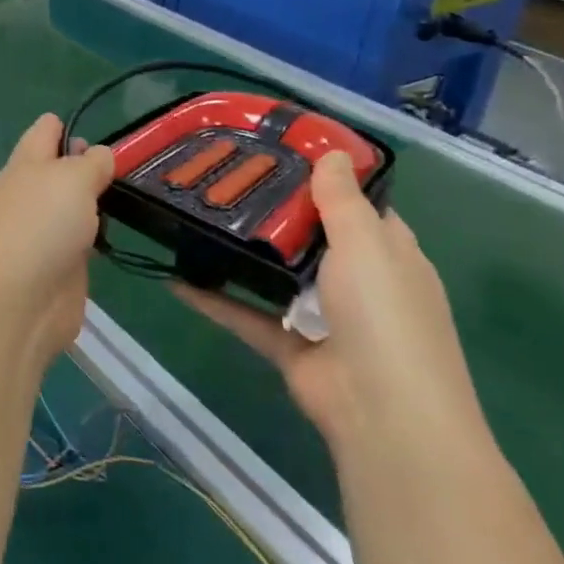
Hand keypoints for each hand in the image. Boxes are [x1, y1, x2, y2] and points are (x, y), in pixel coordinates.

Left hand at [0, 114, 116, 372]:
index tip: (105, 133)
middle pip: (60, 169)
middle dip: (89, 165)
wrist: (15, 302)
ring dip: (95, 203)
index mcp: (27, 163)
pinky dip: (97, 237)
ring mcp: (42, 232)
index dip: (69, 126)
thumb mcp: (72, 179)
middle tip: (134, 166)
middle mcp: (31, 193)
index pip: (45, 131)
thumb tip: (99, 155)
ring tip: (136, 195)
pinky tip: (121, 235)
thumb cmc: (40, 225)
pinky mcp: (58, 268)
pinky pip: (81, 242)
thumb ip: (91, 163)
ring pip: (72, 206)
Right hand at [173, 152, 486, 455]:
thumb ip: (342, 200)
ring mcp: (321, 317)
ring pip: (275, 273)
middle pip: (311, 236)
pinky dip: (213, 298)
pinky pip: (244, 313)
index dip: (326, 178)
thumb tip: (332, 153)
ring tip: (198, 214)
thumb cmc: (385, 316)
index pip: (359, 207)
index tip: (280, 148)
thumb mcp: (367, 245)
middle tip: (225, 174)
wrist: (384, 415)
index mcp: (388, 256)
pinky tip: (175, 277)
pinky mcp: (288, 345)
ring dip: (243, 251)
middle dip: (273, 209)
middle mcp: (357, 283)